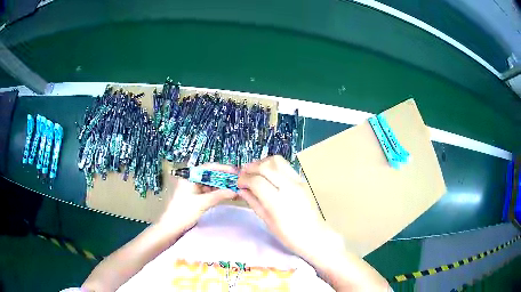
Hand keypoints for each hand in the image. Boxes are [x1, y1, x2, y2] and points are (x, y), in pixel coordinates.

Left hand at [158, 164, 237, 231]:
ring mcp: (195, 189)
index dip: (223, 168)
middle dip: (225, 178)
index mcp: (190, 177)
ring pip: (212, 184)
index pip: (209, 168)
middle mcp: (193, 180)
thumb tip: (235, 190)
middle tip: (239, 180)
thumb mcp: (202, 203)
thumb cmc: (183, 212)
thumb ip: (219, 195)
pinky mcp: (197, 197)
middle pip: (211, 175)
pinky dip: (219, 193)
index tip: (236, 172)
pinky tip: (229, 195)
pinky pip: (211, 192)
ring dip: (223, 186)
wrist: (172, 227)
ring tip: (237, 188)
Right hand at [237, 156, 340, 257]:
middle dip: (251, 167)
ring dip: (262, 163)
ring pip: (277, 161)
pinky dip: (273, 165)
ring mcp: (298, 181)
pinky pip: (285, 165)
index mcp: (278, 201)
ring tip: (255, 171)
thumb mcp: (267, 221)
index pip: (256, 181)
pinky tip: (268, 174)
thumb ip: (254, 202)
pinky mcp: (302, 180)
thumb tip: (241, 189)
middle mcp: (289, 187)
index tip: (239, 183)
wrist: (314, 235)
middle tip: (244, 174)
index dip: (244, 179)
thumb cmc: (289, 235)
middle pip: (266, 166)